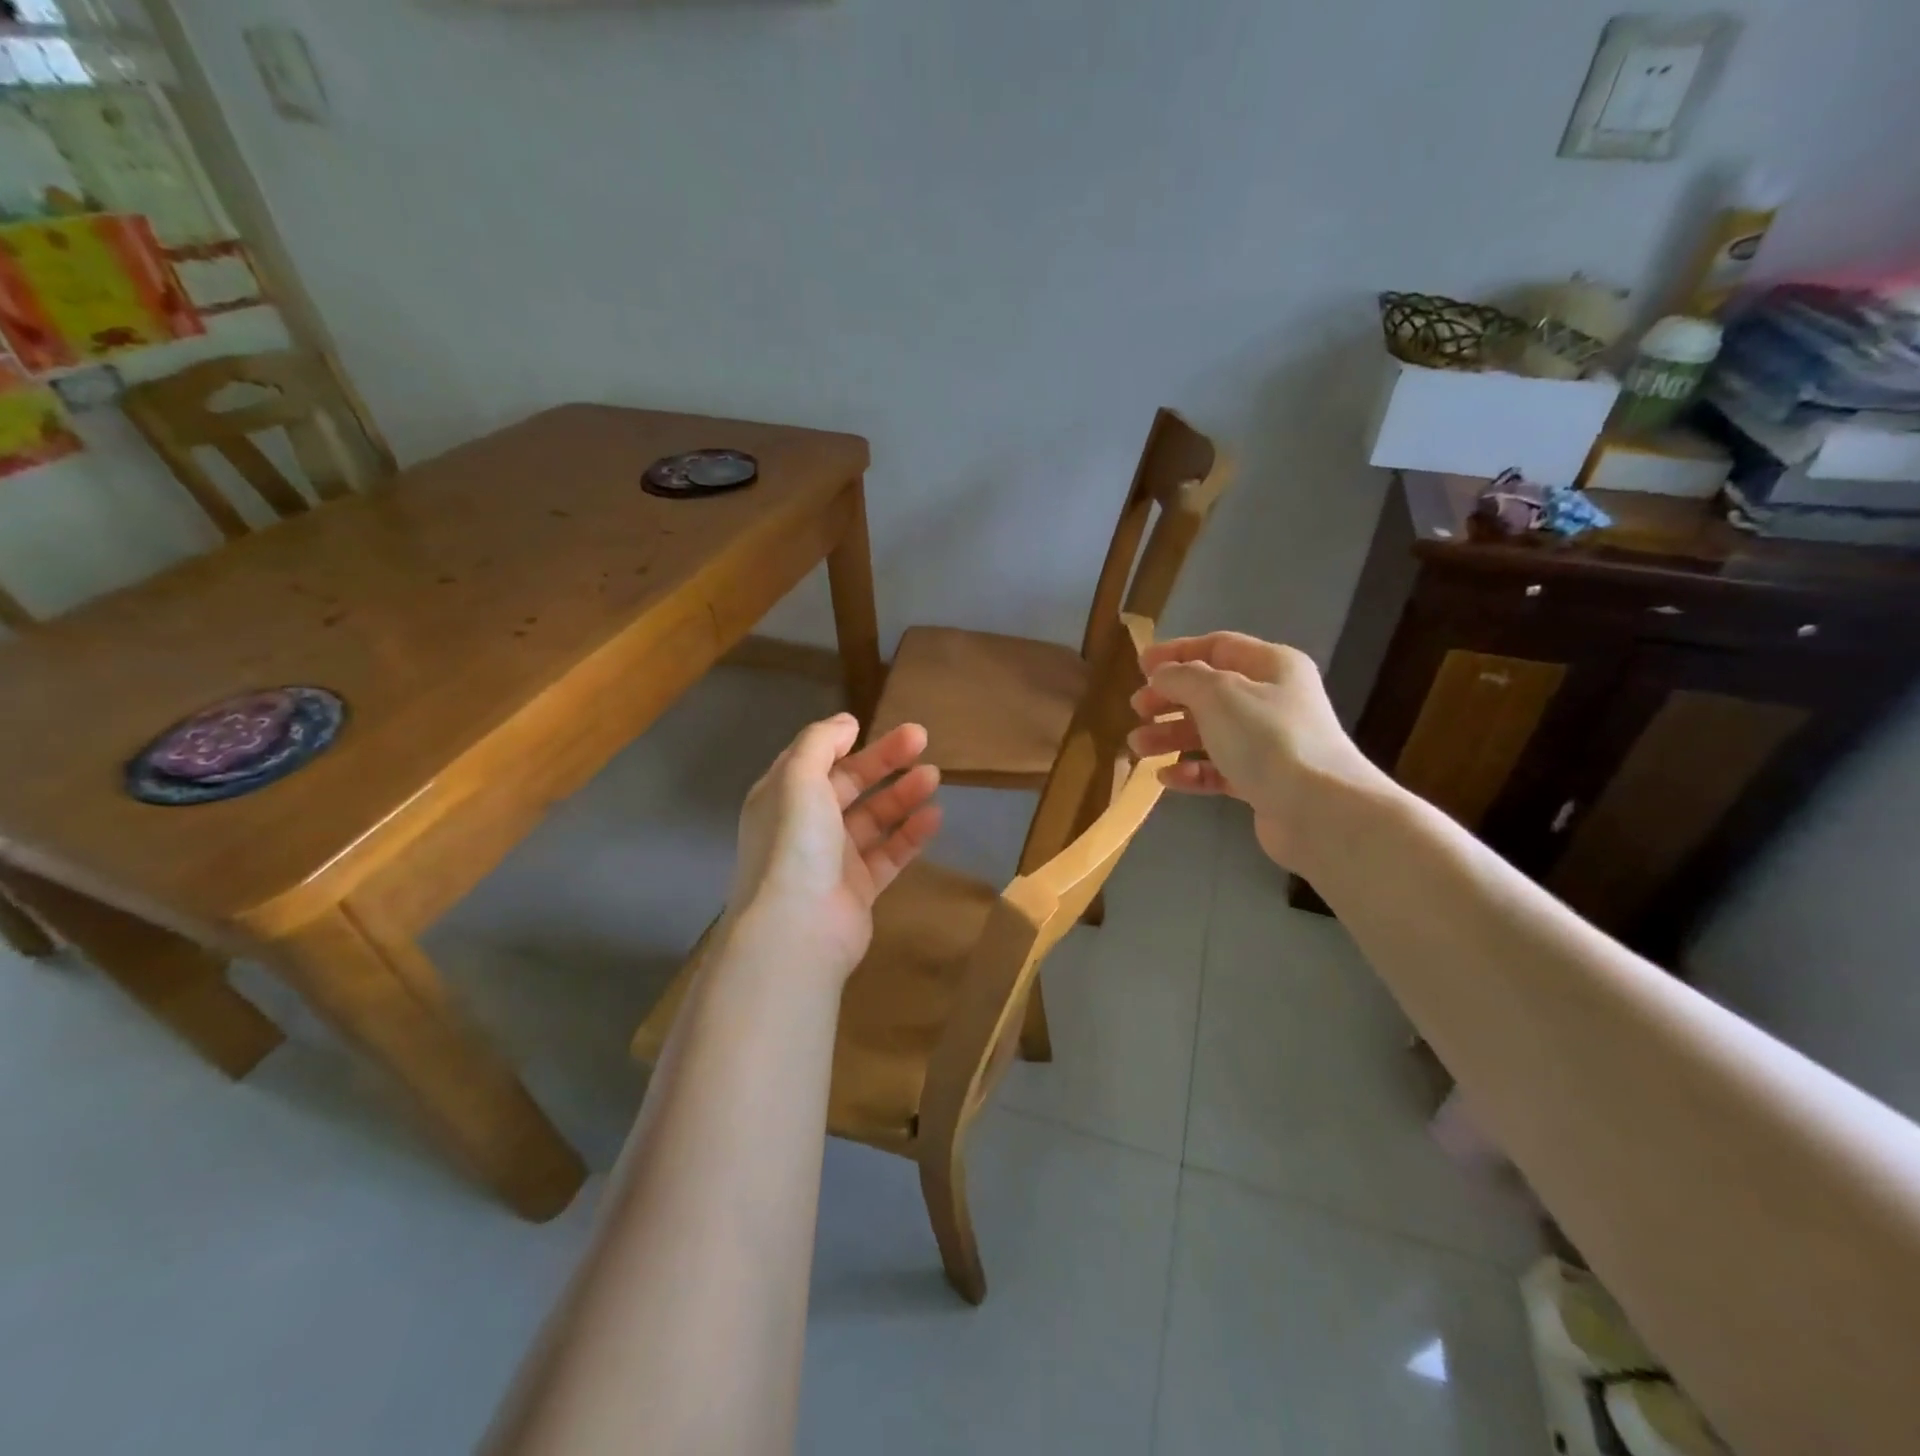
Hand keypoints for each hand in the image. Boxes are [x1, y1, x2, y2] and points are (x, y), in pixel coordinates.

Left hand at [725, 714, 942, 978]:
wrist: (798, 928)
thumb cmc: (795, 842)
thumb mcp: (798, 778)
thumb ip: (820, 743)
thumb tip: (845, 723)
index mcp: (782, 798)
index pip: (815, 761)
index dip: (843, 742)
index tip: (873, 726)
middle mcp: (805, 826)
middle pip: (849, 785)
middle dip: (884, 760)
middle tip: (922, 738)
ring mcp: (832, 860)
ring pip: (873, 819)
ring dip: (901, 795)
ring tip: (933, 776)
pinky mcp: (858, 889)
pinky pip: (889, 854)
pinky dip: (910, 834)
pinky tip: (935, 816)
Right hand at [1125, 632, 1382, 868]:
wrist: (1318, 809)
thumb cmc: (1267, 738)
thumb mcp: (1217, 694)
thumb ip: (1182, 677)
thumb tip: (1162, 675)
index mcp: (1271, 666)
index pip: (1218, 647)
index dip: (1176, 653)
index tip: (1139, 666)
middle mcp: (1273, 699)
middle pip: (1210, 691)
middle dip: (1170, 699)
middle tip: (1138, 710)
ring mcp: (1270, 743)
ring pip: (1211, 732)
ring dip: (1172, 737)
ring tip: (1138, 747)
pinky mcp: (1264, 781)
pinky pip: (1220, 769)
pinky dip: (1192, 770)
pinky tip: (1167, 778)